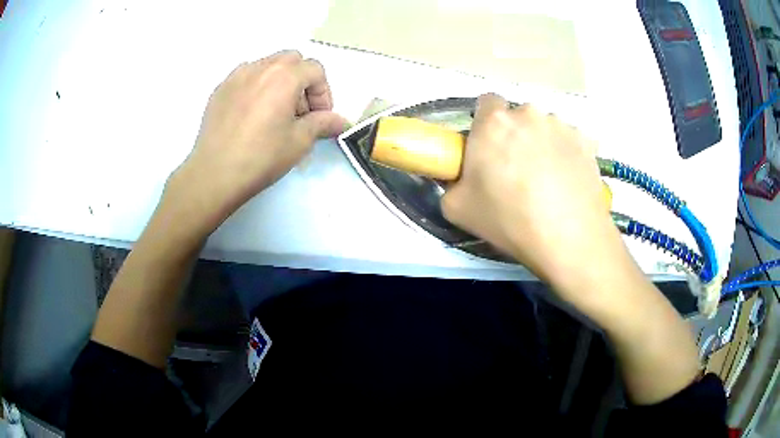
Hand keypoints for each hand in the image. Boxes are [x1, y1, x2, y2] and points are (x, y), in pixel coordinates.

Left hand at [164, 50, 347, 236]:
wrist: (214, 174)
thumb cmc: (261, 157)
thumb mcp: (299, 141)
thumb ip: (323, 124)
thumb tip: (343, 122)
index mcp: (284, 76)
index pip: (315, 69)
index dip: (323, 92)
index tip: (319, 117)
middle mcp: (260, 67)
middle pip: (292, 60)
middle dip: (302, 80)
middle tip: (299, 111)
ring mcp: (236, 76)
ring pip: (267, 65)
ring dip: (279, 81)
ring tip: (274, 111)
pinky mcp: (220, 89)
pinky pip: (245, 77)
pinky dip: (256, 87)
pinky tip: (251, 114)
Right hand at [442, 94, 625, 298]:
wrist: (569, 239)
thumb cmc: (509, 220)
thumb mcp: (456, 209)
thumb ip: (452, 183)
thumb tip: (463, 178)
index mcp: (494, 122)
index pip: (486, 102)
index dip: (486, 123)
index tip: (489, 148)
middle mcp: (528, 113)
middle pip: (518, 117)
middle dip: (516, 136)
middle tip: (518, 171)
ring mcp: (561, 125)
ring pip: (545, 128)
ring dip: (543, 144)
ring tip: (548, 181)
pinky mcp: (586, 141)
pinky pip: (570, 141)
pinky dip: (567, 155)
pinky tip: (568, 182)